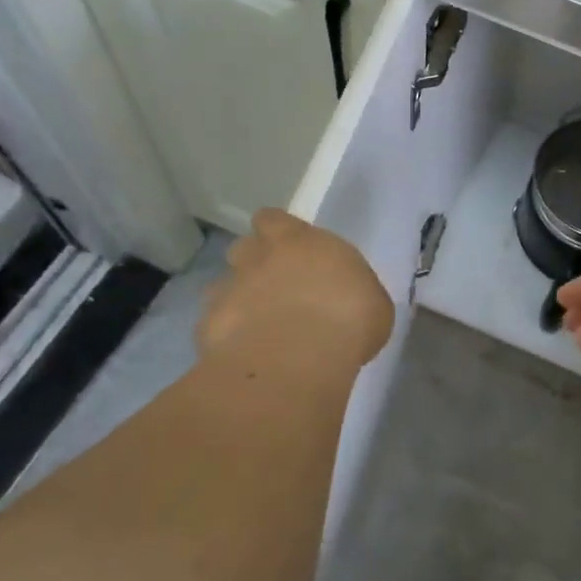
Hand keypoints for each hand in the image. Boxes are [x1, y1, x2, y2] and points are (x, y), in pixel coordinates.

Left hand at [200, 210, 393, 370]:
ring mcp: (229, 291)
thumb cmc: (348, 319)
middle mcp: (258, 258)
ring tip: (258, 324)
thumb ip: (350, 289)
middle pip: (243, 247)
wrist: (296, 360)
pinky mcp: (209, 327)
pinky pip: (215, 324)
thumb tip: (347, 297)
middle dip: (254, 263)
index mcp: (299, 241)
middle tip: (276, 288)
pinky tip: (246, 353)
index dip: (278, 232)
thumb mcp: (372, 301)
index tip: (291, 249)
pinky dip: (227, 335)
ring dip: (238, 298)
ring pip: (223, 285)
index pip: (273, 219)